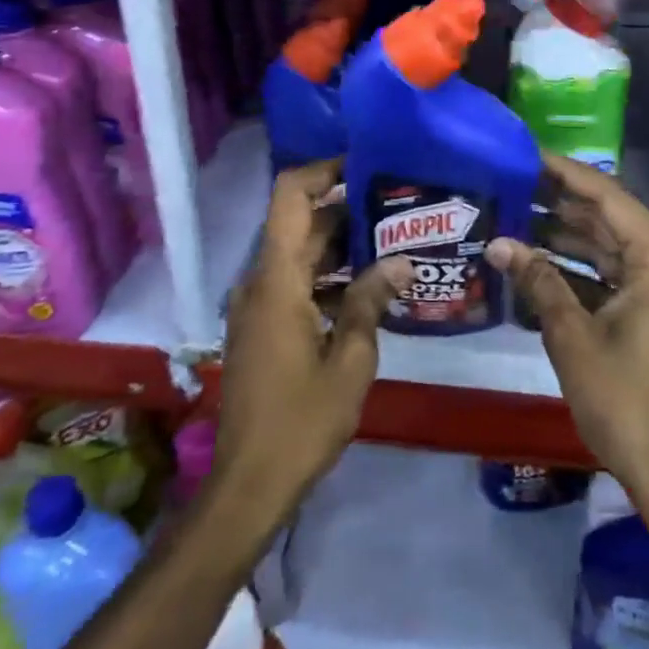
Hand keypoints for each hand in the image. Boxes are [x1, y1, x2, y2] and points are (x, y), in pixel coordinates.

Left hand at [214, 159, 410, 518]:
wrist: (249, 483)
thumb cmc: (301, 421)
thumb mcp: (350, 360)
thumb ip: (370, 302)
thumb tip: (399, 261)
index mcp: (277, 280)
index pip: (290, 196)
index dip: (323, 170)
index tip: (365, 165)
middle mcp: (260, 282)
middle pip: (300, 224)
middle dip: (346, 210)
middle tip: (398, 207)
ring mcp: (258, 305)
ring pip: (300, 255)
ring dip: (340, 246)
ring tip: (393, 242)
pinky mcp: (262, 327)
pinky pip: (295, 283)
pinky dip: (327, 277)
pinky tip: (368, 289)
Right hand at [488, 154, 648, 521]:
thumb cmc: (624, 400)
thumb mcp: (572, 336)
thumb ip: (538, 281)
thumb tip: (498, 243)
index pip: (609, 198)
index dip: (567, 174)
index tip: (529, 155)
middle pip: (610, 219)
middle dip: (562, 203)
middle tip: (514, 182)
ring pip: (610, 248)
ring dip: (567, 236)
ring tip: (518, 216)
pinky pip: (614, 277)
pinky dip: (580, 269)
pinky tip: (539, 263)